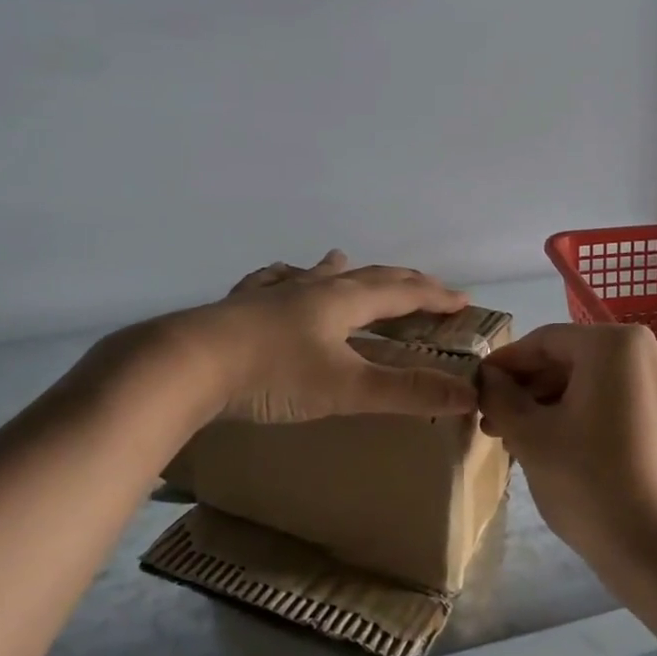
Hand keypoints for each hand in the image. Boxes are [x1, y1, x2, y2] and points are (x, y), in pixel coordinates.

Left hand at [160, 251, 478, 423]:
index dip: (435, 296)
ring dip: (341, 271)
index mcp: (343, 301)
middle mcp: (312, 288)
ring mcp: (272, 293)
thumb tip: (469, 394)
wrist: (187, 365)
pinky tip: (276, 278)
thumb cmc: (274, 375)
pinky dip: (285, 279)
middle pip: (366, 277)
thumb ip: (407, 392)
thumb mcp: (346, 389)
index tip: (463, 300)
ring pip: (315, 274)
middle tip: (423, 284)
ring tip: (345, 261)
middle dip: (400, 281)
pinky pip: (271, 283)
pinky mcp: (240, 306)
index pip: (402, 292)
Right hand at [478, 323, 656, 569]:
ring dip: (553, 404)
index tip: (477, 387)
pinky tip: (559, 447)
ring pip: (595, 383)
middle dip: (529, 389)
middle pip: (573, 360)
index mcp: (615, 344)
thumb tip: (488, 378)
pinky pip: (620, 402)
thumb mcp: (530, 436)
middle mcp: (651, 352)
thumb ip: (500, 396)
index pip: (545, 341)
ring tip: (519, 439)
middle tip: (493, 422)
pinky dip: (586, 415)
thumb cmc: (589, 482)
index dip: (505, 364)